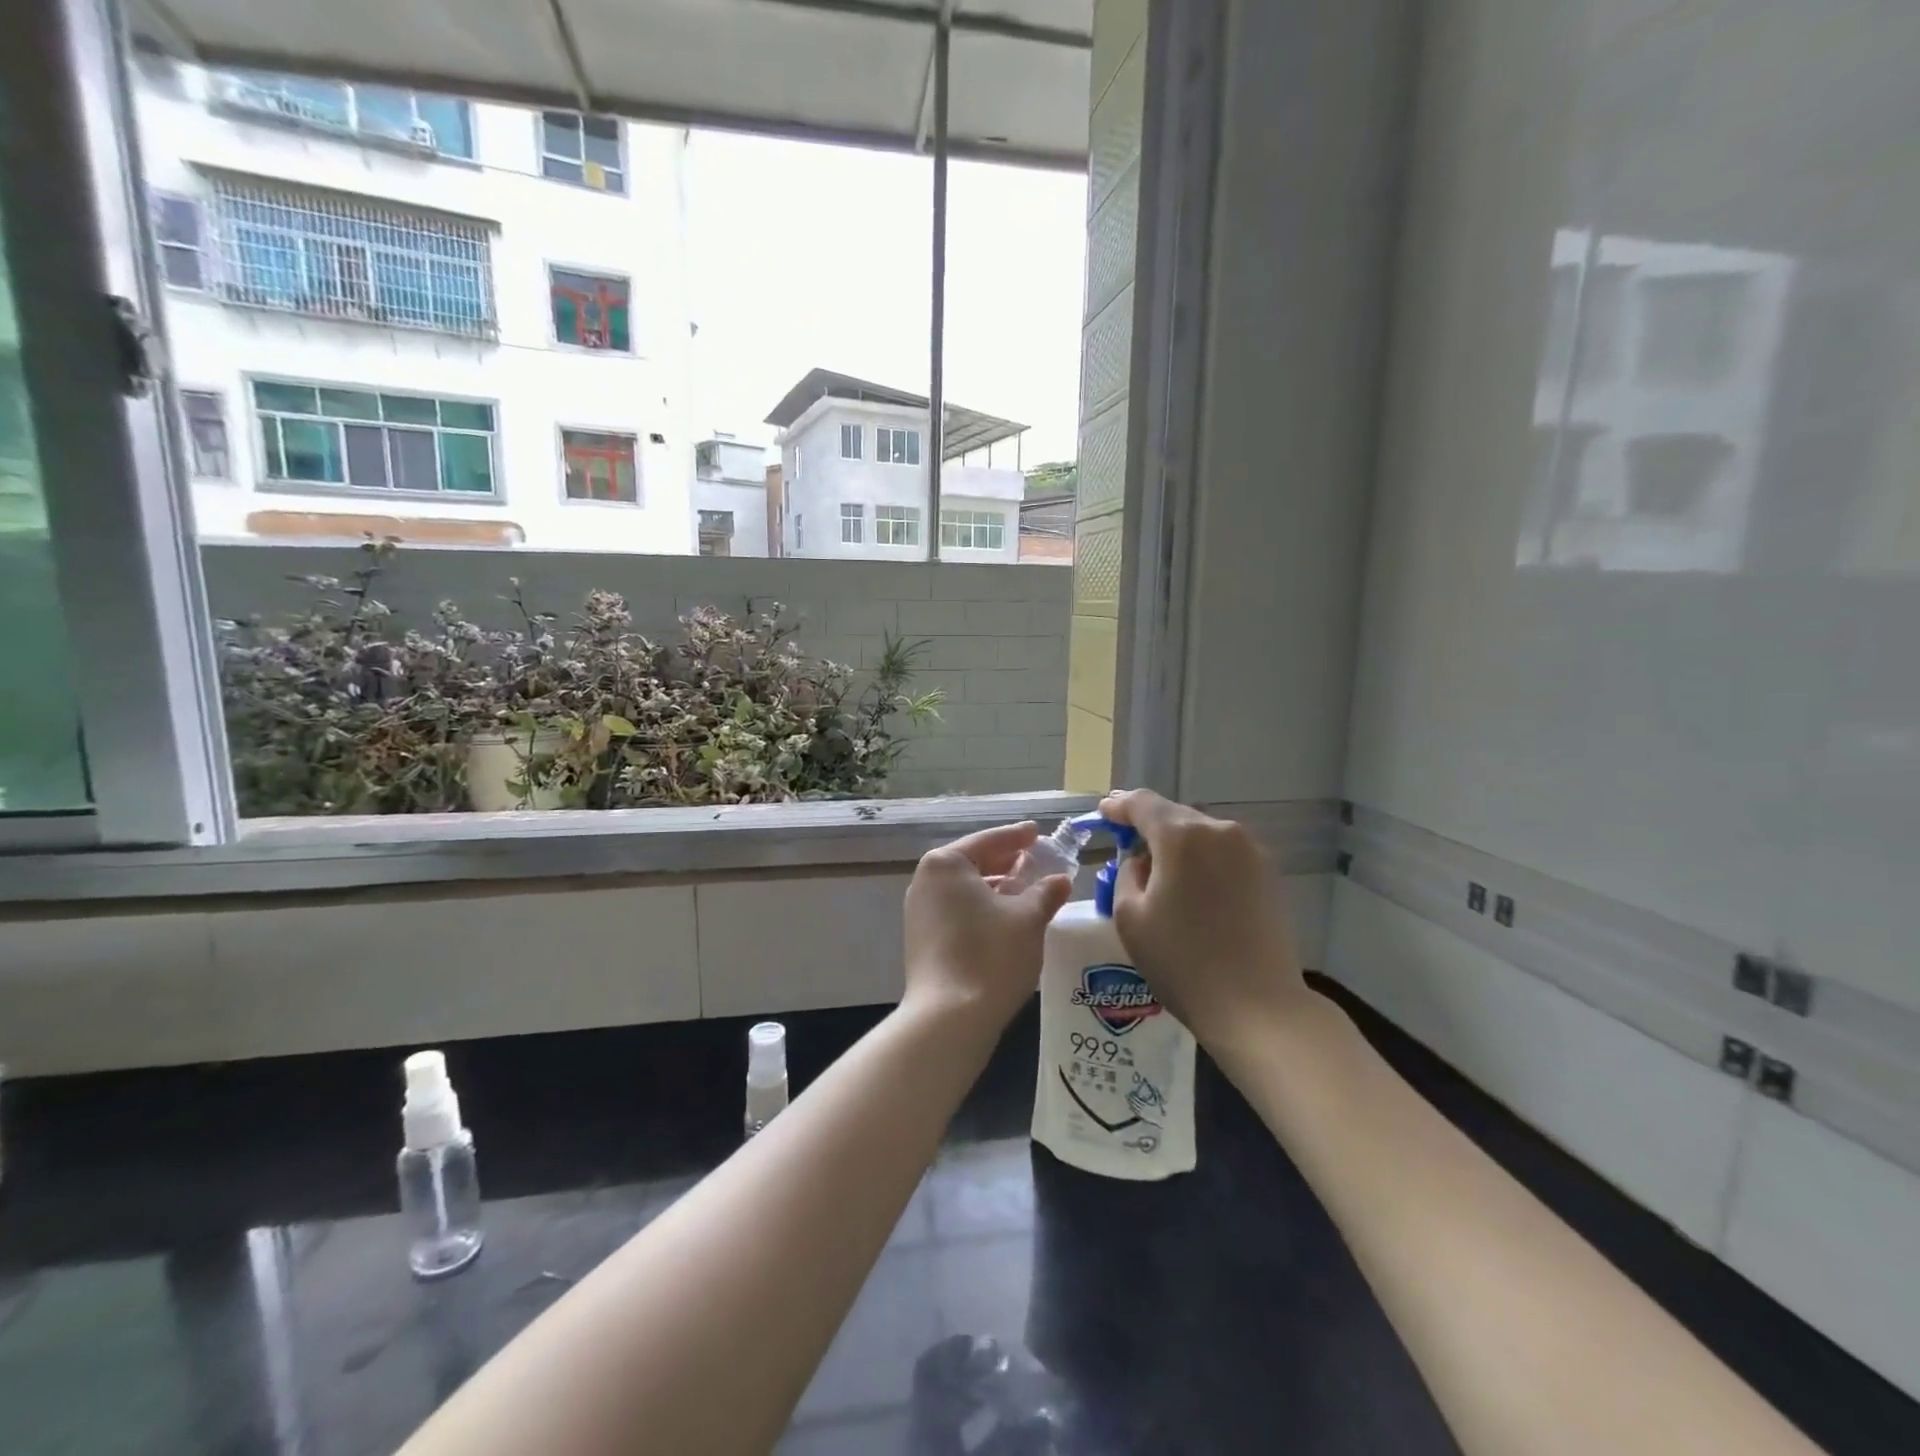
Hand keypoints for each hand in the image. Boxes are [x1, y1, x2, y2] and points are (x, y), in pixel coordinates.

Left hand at [903, 822, 1072, 1031]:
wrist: (949, 1019)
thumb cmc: (991, 955)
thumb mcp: (1028, 919)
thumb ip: (1045, 892)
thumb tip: (1060, 880)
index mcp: (946, 864)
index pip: (989, 841)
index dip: (1018, 836)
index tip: (1038, 831)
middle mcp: (925, 881)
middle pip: (973, 862)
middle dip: (1007, 862)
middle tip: (1037, 859)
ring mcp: (919, 911)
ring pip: (965, 889)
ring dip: (996, 887)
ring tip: (1027, 889)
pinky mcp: (922, 939)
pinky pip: (957, 910)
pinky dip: (982, 908)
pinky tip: (1007, 918)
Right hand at [1098, 790, 1306, 1049]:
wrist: (1258, 1006)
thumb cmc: (1182, 961)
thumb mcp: (1130, 916)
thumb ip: (1127, 874)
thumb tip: (1143, 862)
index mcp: (1182, 835)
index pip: (1143, 804)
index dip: (1119, 805)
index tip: (1104, 812)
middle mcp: (1220, 831)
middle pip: (1175, 816)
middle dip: (1148, 826)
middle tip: (1125, 842)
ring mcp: (1251, 851)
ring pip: (1202, 835)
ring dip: (1177, 845)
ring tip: (1159, 871)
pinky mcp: (1269, 875)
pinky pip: (1224, 854)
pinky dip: (1202, 861)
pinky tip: (1192, 887)